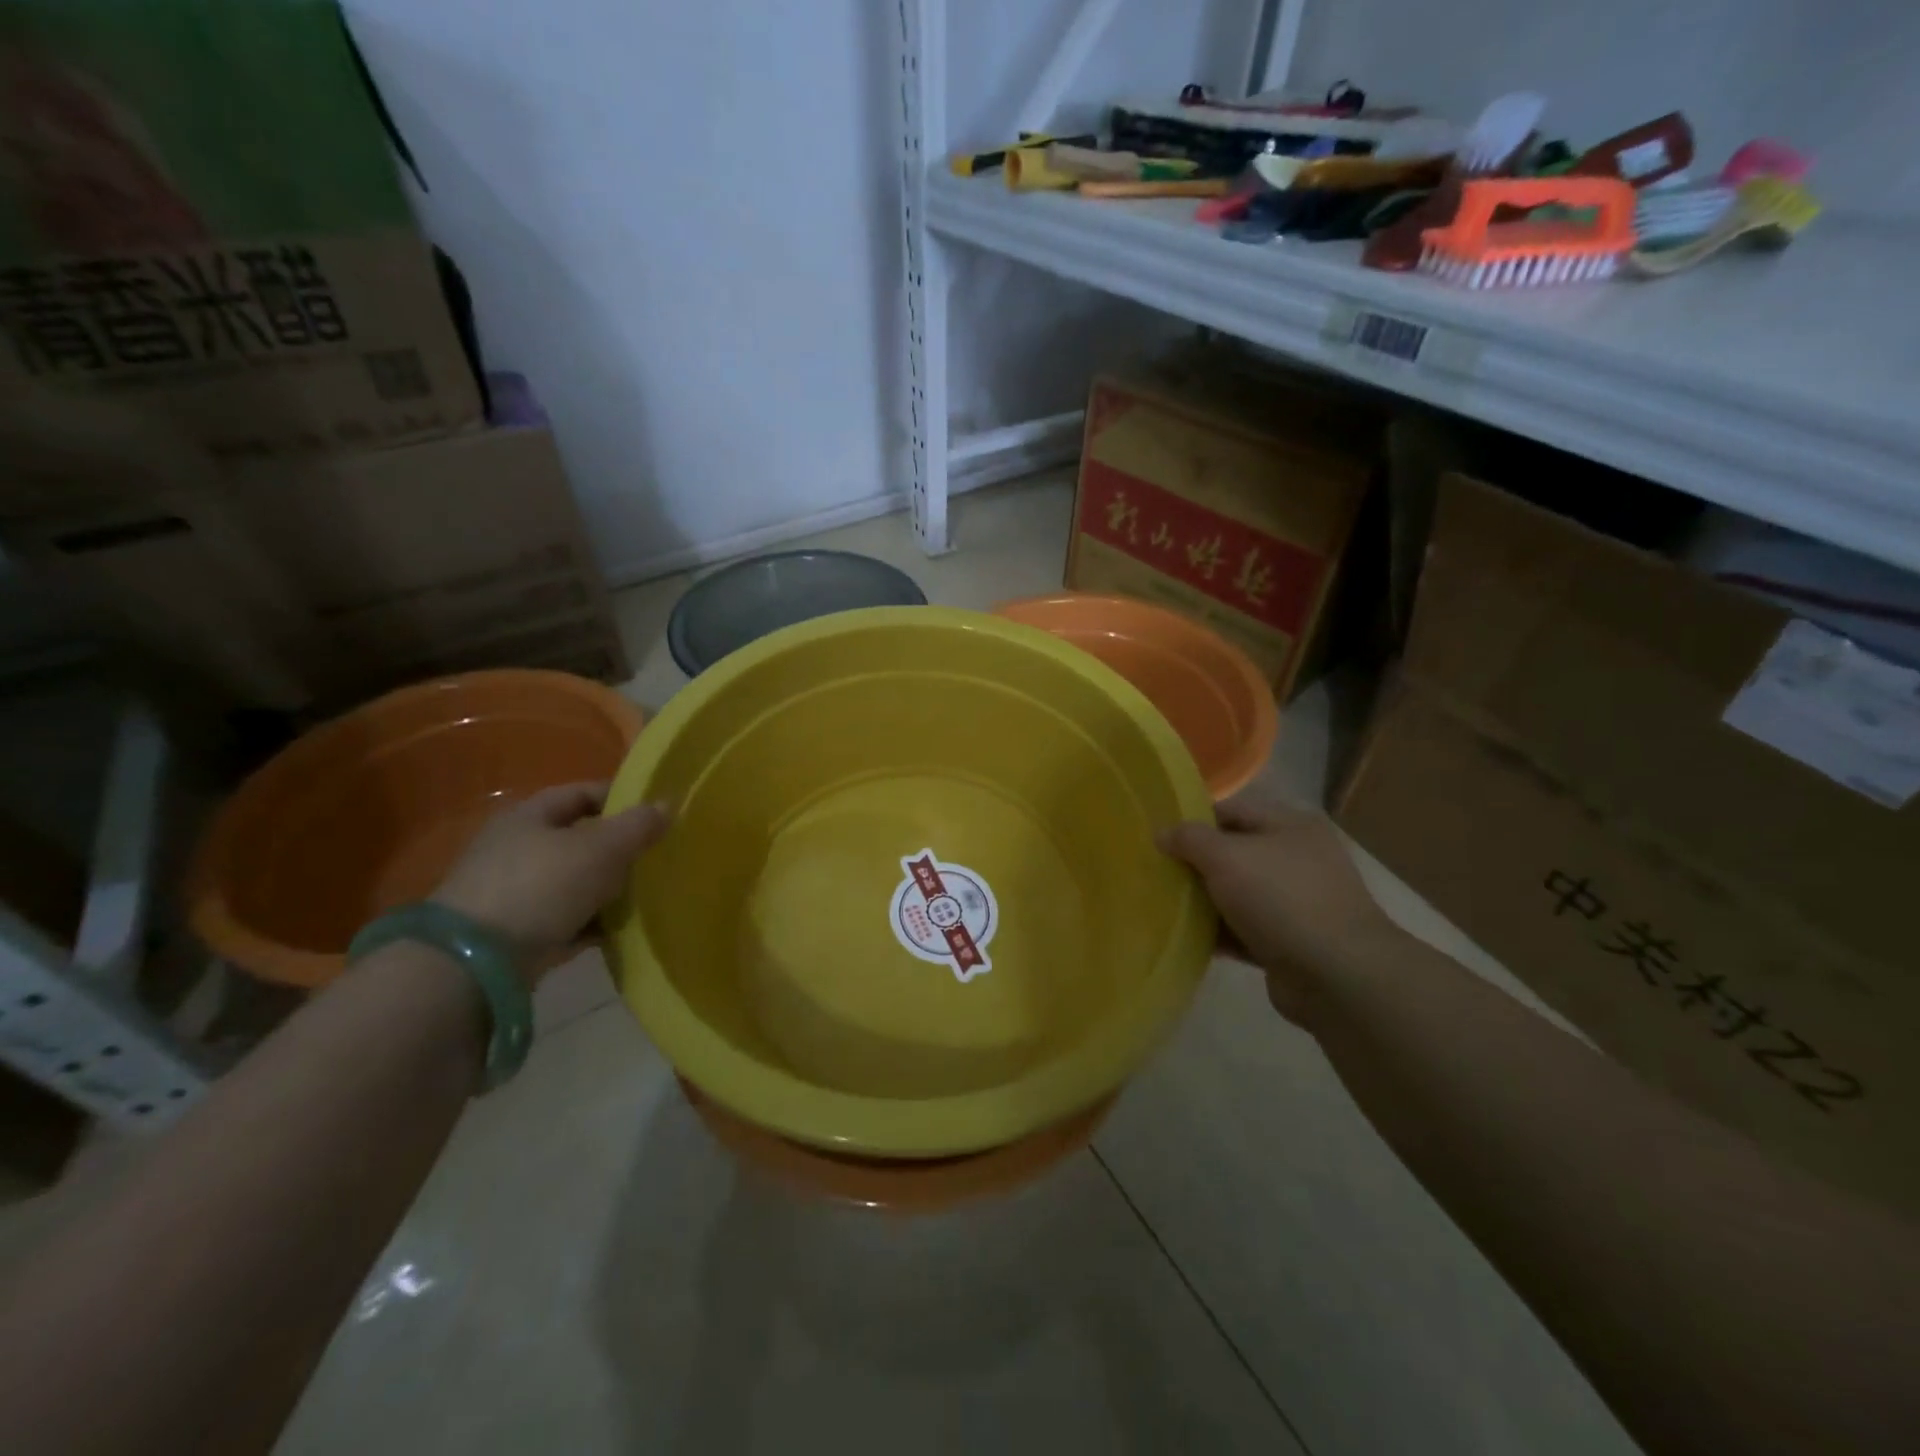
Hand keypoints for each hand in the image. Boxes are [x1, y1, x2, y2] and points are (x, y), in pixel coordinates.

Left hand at [432, 783, 670, 978]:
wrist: (475, 963)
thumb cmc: (541, 886)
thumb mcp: (600, 849)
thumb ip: (637, 826)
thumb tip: (668, 805)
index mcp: (530, 816)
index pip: (582, 793)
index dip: (621, 797)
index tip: (657, 812)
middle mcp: (518, 848)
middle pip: (580, 839)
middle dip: (619, 848)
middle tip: (658, 856)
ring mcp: (514, 893)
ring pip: (575, 881)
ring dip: (608, 888)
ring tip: (648, 895)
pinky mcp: (516, 933)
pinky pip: (567, 920)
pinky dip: (593, 923)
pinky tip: (622, 931)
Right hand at [1157, 797, 1396, 1023]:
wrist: (1337, 975)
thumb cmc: (1280, 899)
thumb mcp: (1226, 856)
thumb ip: (1189, 838)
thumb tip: (1162, 833)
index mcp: (1289, 825)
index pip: (1229, 810)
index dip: (1192, 820)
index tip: (1157, 837)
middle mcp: (1296, 858)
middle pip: (1232, 852)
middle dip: (1195, 863)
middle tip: (1155, 872)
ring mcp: (1296, 901)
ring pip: (1237, 893)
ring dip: (1204, 900)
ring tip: (1163, 905)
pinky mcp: (1290, 941)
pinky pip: (1244, 929)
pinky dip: (1219, 932)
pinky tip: (1186, 937)